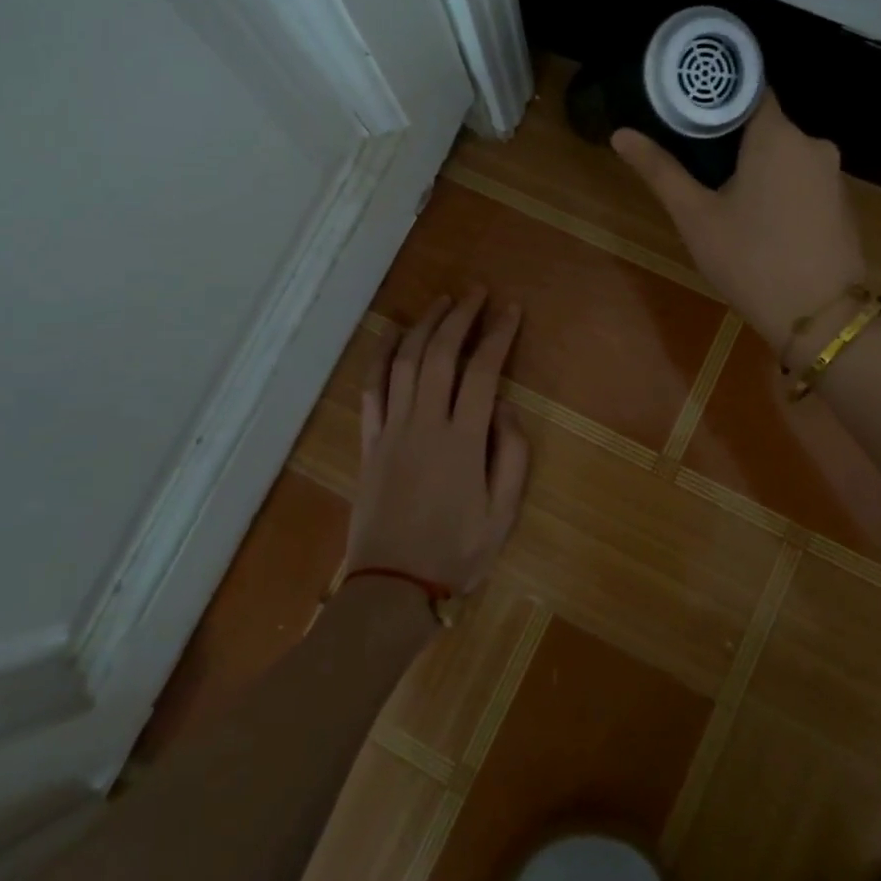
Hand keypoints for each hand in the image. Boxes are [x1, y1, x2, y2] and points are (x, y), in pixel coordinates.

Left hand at [347, 290, 529, 594]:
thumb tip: (505, 408)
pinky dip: (380, 357)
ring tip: (441, 303)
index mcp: (462, 441)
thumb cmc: (456, 553)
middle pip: (440, 356)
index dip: (498, 335)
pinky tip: (392, 336)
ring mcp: (392, 430)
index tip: (510, 310)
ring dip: (423, 327)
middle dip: (460, 318)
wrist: (392, 587)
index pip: (483, 372)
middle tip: (476, 293)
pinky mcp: (370, 442)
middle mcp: (425, 424)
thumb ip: (511, 455)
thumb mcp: (504, 514)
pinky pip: (371, 389)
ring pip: (404, 363)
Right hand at [613, 91, 864, 357]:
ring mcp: (833, 175)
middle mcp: (813, 143)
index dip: (716, 98)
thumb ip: (660, 170)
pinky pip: (803, 180)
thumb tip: (621, 134)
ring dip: (757, 167)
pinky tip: (761, 220)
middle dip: (732, 140)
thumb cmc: (750, 260)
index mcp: (777, 135)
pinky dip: (780, 188)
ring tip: (724, 197)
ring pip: (785, 155)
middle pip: (766, 125)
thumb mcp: (696, 217)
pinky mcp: (843, 203)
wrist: (819, 318)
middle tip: (696, 164)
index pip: (748, 90)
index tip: (688, 113)